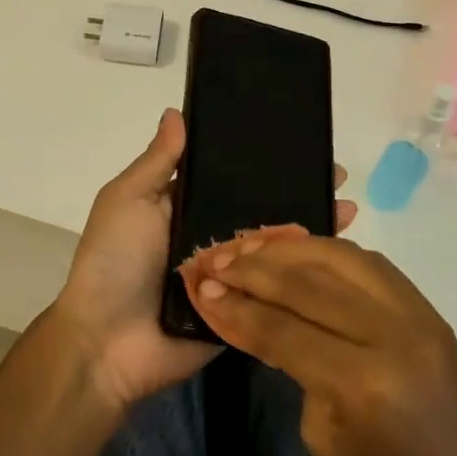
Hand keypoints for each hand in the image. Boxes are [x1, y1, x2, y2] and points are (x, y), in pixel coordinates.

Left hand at [47, 109, 356, 411]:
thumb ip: (158, 162)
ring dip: (310, 229)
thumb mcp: (128, 200)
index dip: (263, 162)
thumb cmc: (114, 261)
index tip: (300, 141)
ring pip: (276, 249)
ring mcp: (231, 278)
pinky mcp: (244, 312)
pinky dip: (305, 276)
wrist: (107, 342)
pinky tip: (341, 257)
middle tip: (337, 175)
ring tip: (349, 207)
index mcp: (185, 210)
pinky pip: (277, 291)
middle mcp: (212, 240)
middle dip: (298, 192)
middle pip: (261, 211)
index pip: (232, 179)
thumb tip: (177, 113)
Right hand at [180, 234, 456, 455]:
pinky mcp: (431, 312)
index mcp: (360, 381)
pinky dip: (331, 254)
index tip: (200, 287)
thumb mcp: (323, 438)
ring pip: (342, 258)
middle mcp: (393, 334)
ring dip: (291, 249)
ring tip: (252, 246)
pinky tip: (301, 253)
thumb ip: (292, 365)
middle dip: (254, 268)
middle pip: (309, 282)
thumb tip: (261, 316)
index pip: (282, 327)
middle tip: (216, 258)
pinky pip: (372, 265)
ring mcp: (419, 316)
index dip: (236, 305)